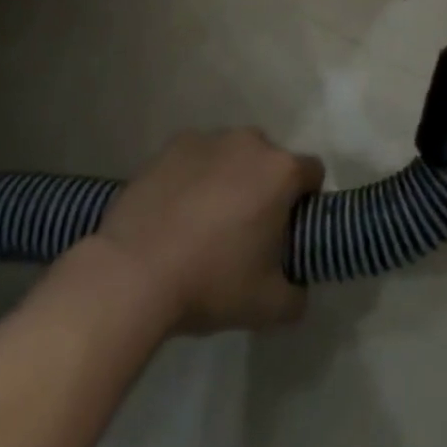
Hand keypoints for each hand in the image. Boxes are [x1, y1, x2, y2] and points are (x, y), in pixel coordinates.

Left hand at [91, 129, 322, 333]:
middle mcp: (250, 142)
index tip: (287, 231)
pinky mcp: (172, 145)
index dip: (305, 201)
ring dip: (230, 177)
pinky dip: (194, 175)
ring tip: (204, 221)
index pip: (312, 173)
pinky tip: (176, 211)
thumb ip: (296, 295)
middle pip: (270, 160)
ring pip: (232, 155)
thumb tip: (298, 288)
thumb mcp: (267, 307)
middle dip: (264, 187)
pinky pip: (196, 157)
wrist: (133, 272)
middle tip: (245, 230)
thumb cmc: (211, 282)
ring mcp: (209, 139)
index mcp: (281, 171)